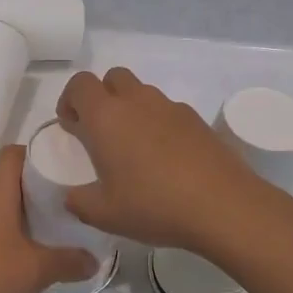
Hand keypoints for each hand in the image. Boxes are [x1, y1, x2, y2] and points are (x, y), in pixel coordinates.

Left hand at [0, 145, 98, 292]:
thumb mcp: (39, 270)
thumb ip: (70, 261)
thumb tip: (95, 261)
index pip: (13, 154)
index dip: (36, 153)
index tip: (60, 164)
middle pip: (7, 180)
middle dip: (35, 187)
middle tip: (64, 200)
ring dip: (19, 213)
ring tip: (47, 228)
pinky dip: (4, 233)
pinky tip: (21, 254)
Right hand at [57, 68, 264, 253]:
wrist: (223, 205)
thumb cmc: (154, 205)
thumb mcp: (104, 214)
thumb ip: (79, 202)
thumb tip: (72, 197)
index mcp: (107, 117)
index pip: (80, 84)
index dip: (70, 99)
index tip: (72, 126)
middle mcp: (138, 102)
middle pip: (113, 78)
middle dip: (102, 97)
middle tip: (101, 134)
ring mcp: (172, 107)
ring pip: (143, 93)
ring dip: (131, 110)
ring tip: (135, 150)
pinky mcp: (198, 121)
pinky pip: (169, 111)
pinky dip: (159, 124)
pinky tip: (166, 160)